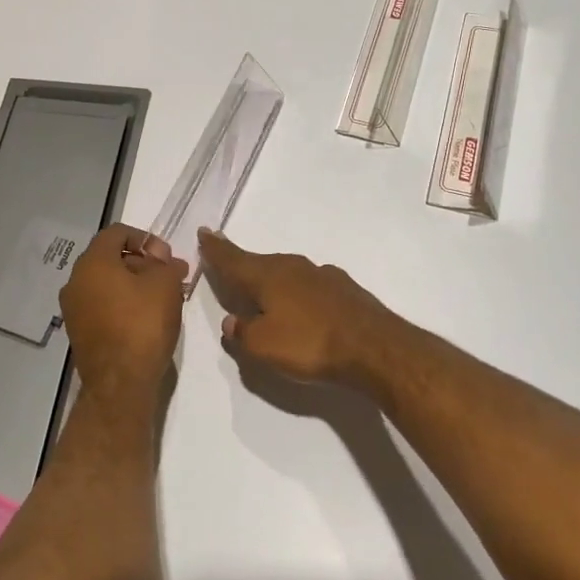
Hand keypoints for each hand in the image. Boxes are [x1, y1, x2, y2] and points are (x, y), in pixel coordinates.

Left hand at [59, 225, 188, 401]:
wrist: (120, 383)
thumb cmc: (143, 324)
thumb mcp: (165, 285)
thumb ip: (165, 263)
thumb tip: (161, 259)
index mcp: (92, 262)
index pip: (117, 232)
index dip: (145, 238)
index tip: (167, 257)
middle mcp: (75, 281)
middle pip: (110, 258)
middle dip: (142, 262)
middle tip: (170, 276)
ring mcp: (74, 308)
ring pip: (107, 283)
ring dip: (134, 284)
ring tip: (163, 298)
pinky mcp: (79, 332)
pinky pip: (102, 305)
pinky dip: (122, 304)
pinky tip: (146, 317)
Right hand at [197, 229, 399, 389]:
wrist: (374, 347)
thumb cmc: (309, 344)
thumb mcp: (263, 347)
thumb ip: (242, 333)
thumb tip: (232, 322)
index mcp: (268, 276)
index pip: (234, 259)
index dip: (216, 249)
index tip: (204, 232)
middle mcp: (293, 267)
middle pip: (260, 263)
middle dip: (243, 263)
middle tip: (228, 263)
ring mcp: (322, 275)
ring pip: (287, 273)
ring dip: (272, 278)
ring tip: (263, 289)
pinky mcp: (344, 289)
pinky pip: (309, 285)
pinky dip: (298, 291)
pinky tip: (302, 305)